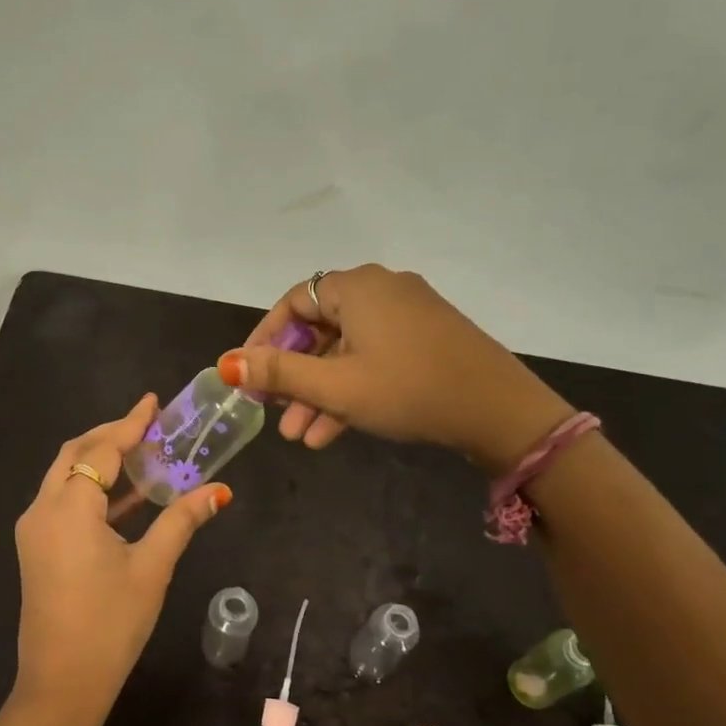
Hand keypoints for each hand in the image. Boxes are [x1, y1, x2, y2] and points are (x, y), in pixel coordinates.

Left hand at [12, 395, 230, 725]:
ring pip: (66, 477)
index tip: (154, 402)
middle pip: (75, 454)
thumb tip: (218, 490)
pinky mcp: (38, 548)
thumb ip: (182, 520)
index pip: (102, 450)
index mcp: (68, 508)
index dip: (130, 424)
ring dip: (102, 462)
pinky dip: (94, 490)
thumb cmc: (111, 624)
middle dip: (111, 436)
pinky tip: (129, 497)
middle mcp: (42, 509)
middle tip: (149, 425)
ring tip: (145, 453)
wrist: (62, 684)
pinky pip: (64, 501)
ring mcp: (35, 530)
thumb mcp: (152, 567)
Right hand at [220, 265, 572, 475]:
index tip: (248, 375)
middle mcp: (382, 291)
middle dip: (294, 378)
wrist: (499, 410)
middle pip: (319, 330)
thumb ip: (279, 374)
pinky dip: (351, 390)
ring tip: (300, 437)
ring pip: (346, 352)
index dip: (265, 339)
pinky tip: (331, 433)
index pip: (293, 303)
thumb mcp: (337, 386)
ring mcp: (408, 315)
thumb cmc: (408, 389)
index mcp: (357, 288)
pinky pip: (374, 359)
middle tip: (274, 413)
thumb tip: (226, 363)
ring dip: (320, 393)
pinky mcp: (426, 340)